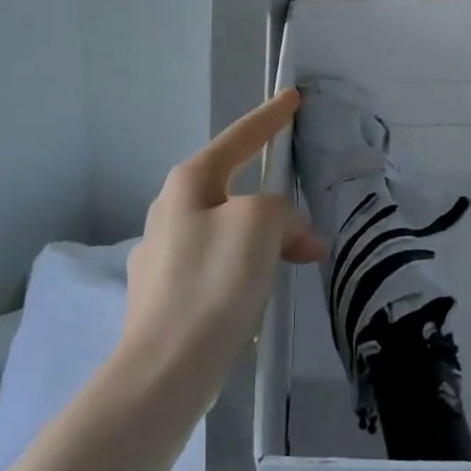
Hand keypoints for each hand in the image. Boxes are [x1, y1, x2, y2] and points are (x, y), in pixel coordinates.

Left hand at [120, 90, 322, 386]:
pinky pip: (218, 265)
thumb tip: (293, 234)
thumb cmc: (212, 282)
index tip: (292, 97)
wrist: (162, 373)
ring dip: (266, 239)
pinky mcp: (166, 296)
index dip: (269, 117)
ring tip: (300, 259)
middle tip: (307, 215)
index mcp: (188, 183)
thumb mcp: (259, 225)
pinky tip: (262, 293)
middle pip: (235, 188)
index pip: (238, 138)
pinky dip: (247, 269)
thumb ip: (281, 212)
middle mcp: (170, 211)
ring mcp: (164, 255)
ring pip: (229, 230)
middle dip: (274, 200)